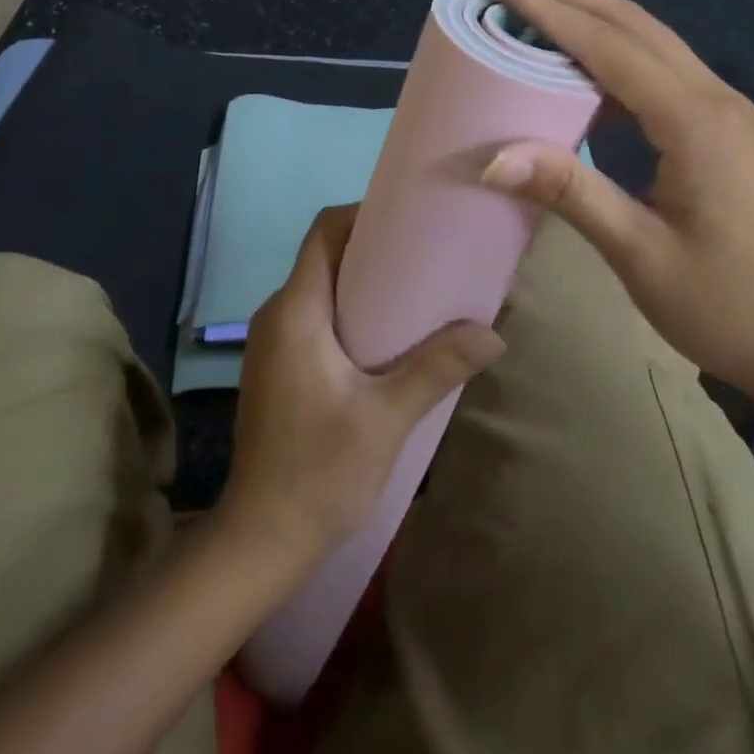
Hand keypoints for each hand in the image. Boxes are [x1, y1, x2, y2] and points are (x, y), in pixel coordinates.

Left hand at [219, 205, 504, 560]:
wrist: (260, 540)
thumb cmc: (319, 470)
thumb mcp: (386, 418)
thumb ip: (438, 368)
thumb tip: (493, 333)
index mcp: (296, 310)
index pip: (324, 231)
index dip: (363, 213)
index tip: (409, 220)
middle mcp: (277, 313)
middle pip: (324, 254)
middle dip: (372, 247)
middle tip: (426, 254)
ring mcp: (272, 341)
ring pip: (320, 285)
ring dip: (362, 281)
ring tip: (416, 290)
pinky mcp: (278, 365)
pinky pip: (314, 314)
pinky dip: (349, 309)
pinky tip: (387, 336)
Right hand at [479, 0, 753, 418]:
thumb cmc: (731, 305)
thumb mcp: (642, 255)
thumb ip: (571, 194)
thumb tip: (493, 157)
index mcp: (694, 120)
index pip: (609, 45)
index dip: (552, 9)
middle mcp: (713, 98)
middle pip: (635, 26)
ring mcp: (725, 112)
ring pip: (652, 43)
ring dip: (595, 20)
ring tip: (539, 10)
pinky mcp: (724, 132)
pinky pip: (662, 73)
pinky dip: (616, 57)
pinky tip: (585, 74)